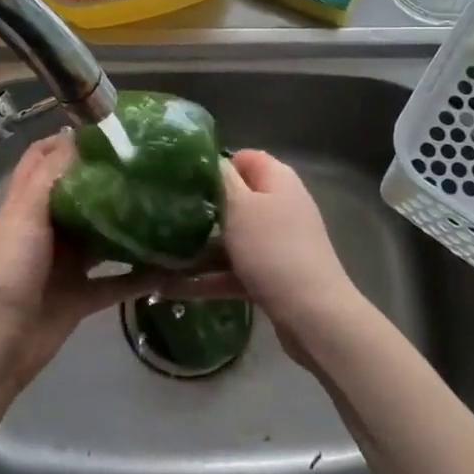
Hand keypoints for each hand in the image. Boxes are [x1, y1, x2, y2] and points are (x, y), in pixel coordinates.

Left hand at [0, 133, 150, 394]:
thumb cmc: (6, 271)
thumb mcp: (24, 215)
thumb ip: (49, 176)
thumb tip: (76, 135)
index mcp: (26, 204)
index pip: (44, 159)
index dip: (68, 140)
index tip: (108, 128)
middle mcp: (47, 228)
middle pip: (81, 194)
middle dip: (110, 179)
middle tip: (151, 164)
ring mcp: (65, 263)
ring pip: (102, 236)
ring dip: (129, 224)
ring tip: (168, 205)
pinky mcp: (81, 295)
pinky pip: (117, 281)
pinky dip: (140, 275)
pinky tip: (171, 264)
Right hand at [164, 150, 366, 352]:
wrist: (312, 314)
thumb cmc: (272, 249)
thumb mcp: (240, 207)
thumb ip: (222, 180)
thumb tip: (211, 160)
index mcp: (278, 180)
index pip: (245, 158)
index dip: (217, 166)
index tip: (186, 181)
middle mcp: (280, 206)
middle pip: (236, 200)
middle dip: (203, 209)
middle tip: (167, 218)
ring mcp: (277, 243)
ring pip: (233, 238)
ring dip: (200, 248)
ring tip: (160, 255)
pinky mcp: (272, 275)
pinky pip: (235, 270)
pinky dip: (209, 278)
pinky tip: (171, 289)